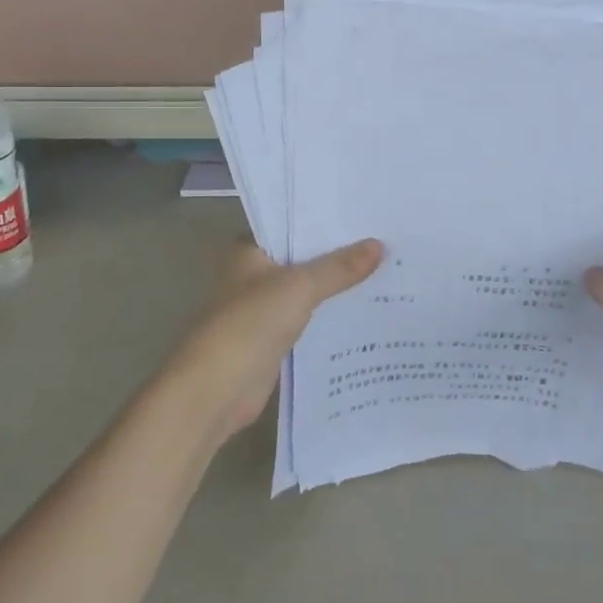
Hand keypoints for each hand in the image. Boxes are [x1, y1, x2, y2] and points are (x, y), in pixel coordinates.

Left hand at [166, 238, 383, 444]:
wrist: (217, 389)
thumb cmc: (250, 323)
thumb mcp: (300, 287)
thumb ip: (339, 267)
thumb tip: (380, 245)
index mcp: (249, 250)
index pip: (290, 224)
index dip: (324, 219)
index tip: (363, 213)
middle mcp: (253, 274)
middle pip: (302, 257)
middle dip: (338, 253)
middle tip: (385, 238)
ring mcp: (263, 308)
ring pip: (307, 289)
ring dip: (337, 285)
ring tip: (385, 269)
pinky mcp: (273, 339)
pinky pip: (309, 319)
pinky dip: (331, 315)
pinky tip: (366, 308)